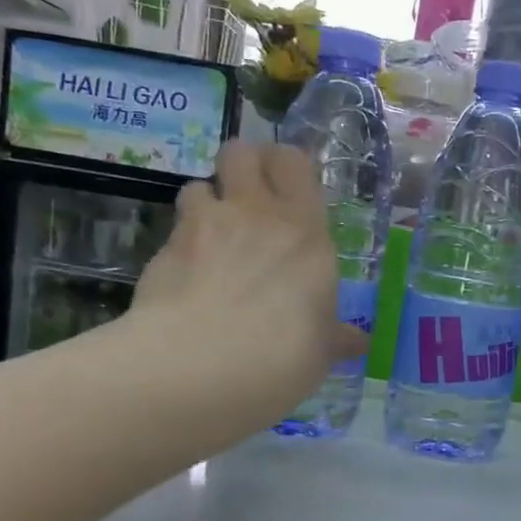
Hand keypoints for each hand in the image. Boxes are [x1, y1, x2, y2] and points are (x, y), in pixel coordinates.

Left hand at [131, 141, 362, 410]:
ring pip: (199, 186)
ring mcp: (202, 228)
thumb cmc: (283, 354)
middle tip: (251, 197)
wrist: (200, 368)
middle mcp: (253, 214)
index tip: (289, 187)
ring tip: (215, 237)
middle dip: (244, 165)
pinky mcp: (162, 251)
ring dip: (208, 203)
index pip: (292, 162)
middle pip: (240, 152)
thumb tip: (358, 342)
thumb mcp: (321, 350)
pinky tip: (188, 278)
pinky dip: (182, 244)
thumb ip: (334, 336)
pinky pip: (175, 231)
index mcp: (304, 230)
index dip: (286, 164)